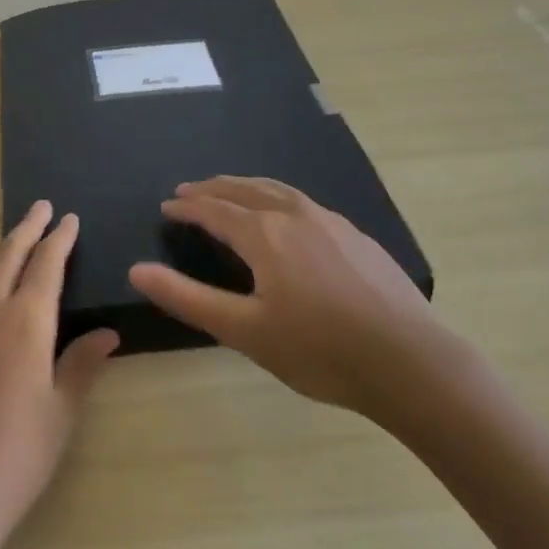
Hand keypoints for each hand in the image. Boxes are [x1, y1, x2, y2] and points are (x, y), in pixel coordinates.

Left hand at [0, 202, 118, 548]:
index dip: (59, 238)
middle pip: (6, 254)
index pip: (45, 265)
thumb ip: (81, 365)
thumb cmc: (14, 457)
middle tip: (41, 208)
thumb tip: (107, 333)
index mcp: (24, 322)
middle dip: (27, 228)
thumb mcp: (60, 413)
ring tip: (6, 245)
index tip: (68, 218)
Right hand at [129, 177, 463, 435]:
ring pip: (278, 190)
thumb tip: (137, 270)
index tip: (167, 206)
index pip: (214, 210)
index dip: (187, 207)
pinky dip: (278, 198)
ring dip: (246, 186)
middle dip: (213, 189)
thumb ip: (187, 298)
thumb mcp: (244, 331)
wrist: (410, 362)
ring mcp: (330, 222)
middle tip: (190, 190)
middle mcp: (294, 215)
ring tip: (231, 189)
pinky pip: (304, 202)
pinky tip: (287, 215)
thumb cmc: (319, 350)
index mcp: (264, 234)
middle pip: (244, 191)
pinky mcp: (357, 236)